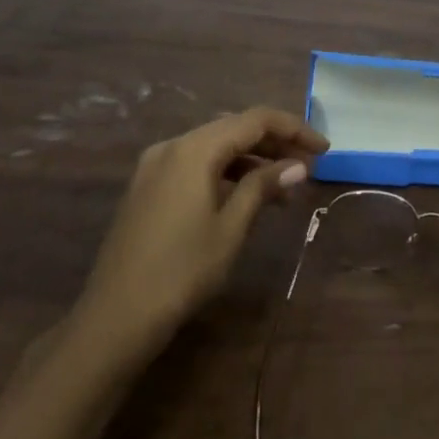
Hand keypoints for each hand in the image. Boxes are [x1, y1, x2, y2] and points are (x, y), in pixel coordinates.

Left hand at [75, 107, 328, 346]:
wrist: (114, 318)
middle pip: (234, 128)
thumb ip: (263, 186)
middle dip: (275, 144)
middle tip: (309, 167)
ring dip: (252, 160)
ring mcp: (155, 166)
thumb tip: (298, 165)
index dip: (294, 129)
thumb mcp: (231, 227)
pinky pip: (197, 165)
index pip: (255, 120)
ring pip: (215, 147)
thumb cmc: (182, 271)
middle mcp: (172, 146)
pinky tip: (247, 197)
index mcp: (194, 149)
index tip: (324, 149)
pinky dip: (227, 173)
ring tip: (284, 188)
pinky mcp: (148, 188)